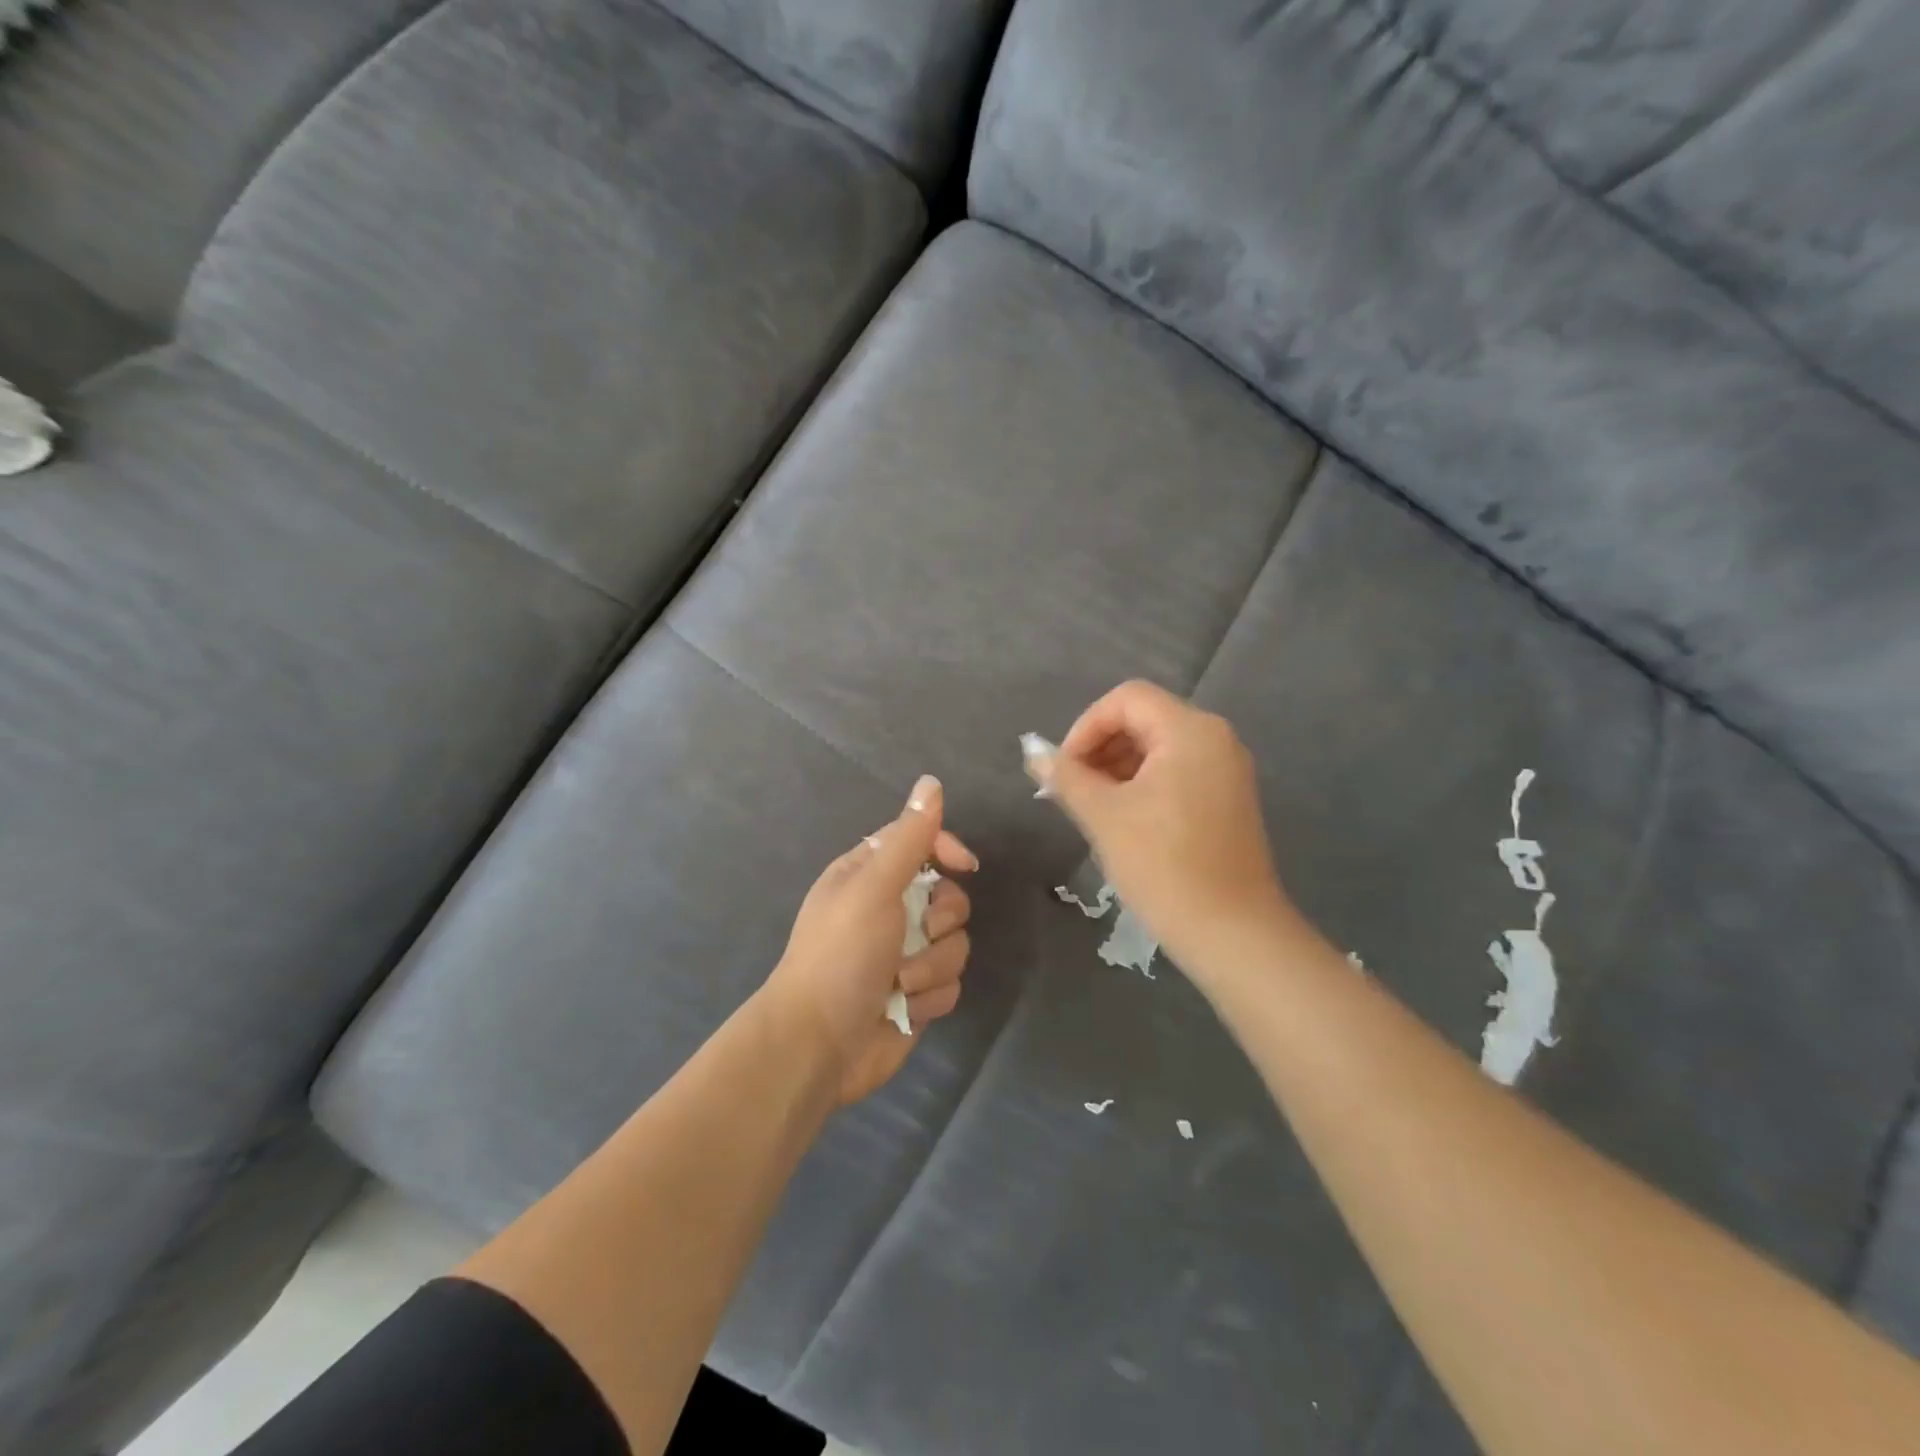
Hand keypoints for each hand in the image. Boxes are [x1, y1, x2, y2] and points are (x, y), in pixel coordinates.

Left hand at [765, 775, 976, 1105]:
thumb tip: (930, 782)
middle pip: (949, 897)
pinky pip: (950, 983)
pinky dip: (929, 997)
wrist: (819, 1045)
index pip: (920, 843)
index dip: (946, 850)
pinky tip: (904, 1008)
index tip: (964, 866)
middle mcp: (888, 911)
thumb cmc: (840, 956)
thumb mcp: (873, 887)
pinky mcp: (917, 995)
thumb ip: (908, 838)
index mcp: (868, 876)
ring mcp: (904, 955)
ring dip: (932, 966)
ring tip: (901, 982)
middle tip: (918, 934)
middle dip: (942, 920)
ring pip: (955, 943)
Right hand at [1031, 681, 1295, 974]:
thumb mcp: (1104, 816)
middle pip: (1144, 719)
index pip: (1126, 699)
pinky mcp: (1228, 799)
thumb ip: (1066, 777)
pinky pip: (1178, 772)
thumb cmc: (1164, 866)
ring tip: (1092, 808)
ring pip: (1159, 747)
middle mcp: (1216, 738)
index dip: (1085, 727)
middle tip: (1072, 790)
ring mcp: (1227, 770)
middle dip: (1100, 747)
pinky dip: (1144, 784)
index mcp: (1190, 730)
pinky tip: (1123, 820)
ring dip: (1118, 767)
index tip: (1064, 769)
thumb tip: (1034, 753)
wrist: (1232, 933)